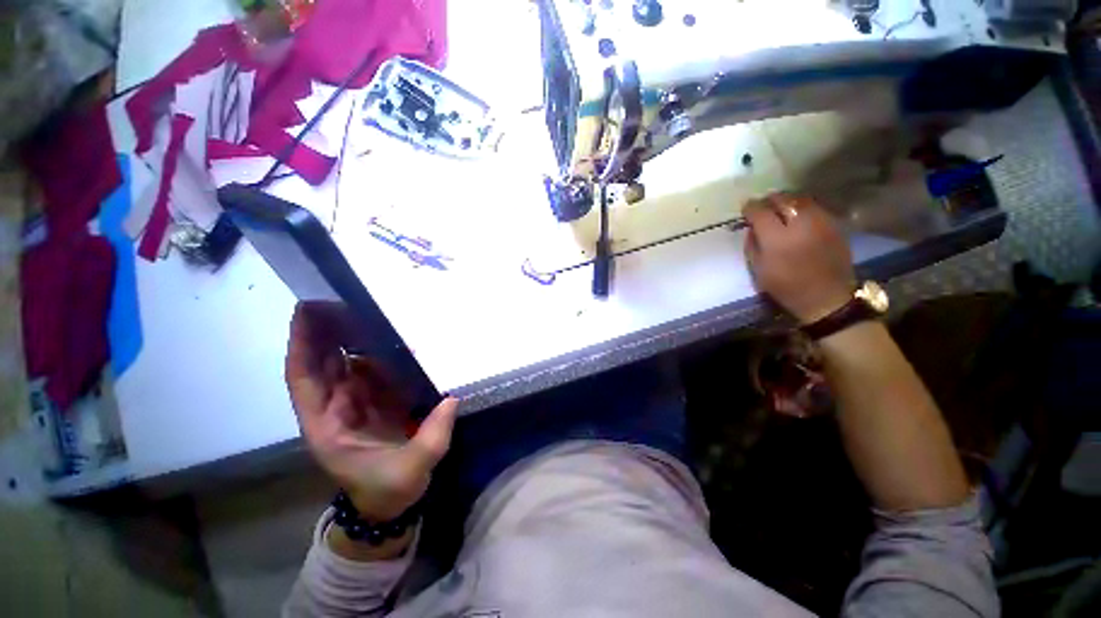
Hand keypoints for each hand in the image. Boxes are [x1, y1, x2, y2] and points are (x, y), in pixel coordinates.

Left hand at [285, 302, 457, 521]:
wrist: (388, 504)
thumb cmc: (389, 489)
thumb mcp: (411, 470)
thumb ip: (432, 436)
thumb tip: (452, 398)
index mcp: (328, 426)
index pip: (305, 379)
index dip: (303, 345)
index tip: (306, 312)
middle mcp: (334, 410)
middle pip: (320, 364)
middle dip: (323, 331)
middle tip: (337, 297)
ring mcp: (353, 404)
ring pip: (342, 364)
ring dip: (347, 337)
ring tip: (361, 308)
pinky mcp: (373, 402)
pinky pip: (367, 371)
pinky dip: (372, 352)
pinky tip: (384, 335)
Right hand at [743, 193, 855, 323]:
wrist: (827, 297)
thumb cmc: (786, 287)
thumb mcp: (758, 270)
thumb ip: (751, 245)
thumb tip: (751, 228)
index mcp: (777, 239)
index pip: (759, 212)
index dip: (750, 208)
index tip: (745, 210)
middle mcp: (799, 224)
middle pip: (781, 199)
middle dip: (768, 201)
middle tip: (762, 208)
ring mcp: (820, 221)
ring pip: (800, 198)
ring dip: (786, 201)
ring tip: (780, 210)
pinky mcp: (834, 224)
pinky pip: (814, 207)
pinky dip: (802, 207)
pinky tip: (798, 217)